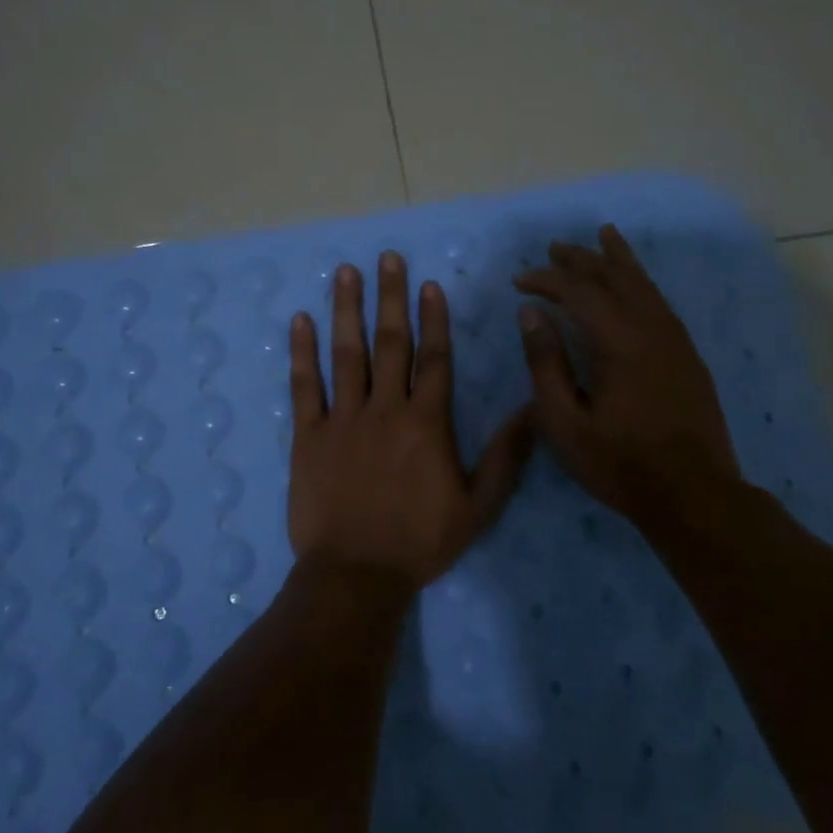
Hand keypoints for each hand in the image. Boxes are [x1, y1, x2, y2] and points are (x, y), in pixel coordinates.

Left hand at [288, 252, 533, 589]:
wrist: (356, 574)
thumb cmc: (420, 541)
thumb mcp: (478, 506)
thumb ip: (506, 455)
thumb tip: (532, 408)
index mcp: (426, 423)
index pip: (434, 358)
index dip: (433, 319)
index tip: (429, 284)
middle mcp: (385, 409)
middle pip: (390, 343)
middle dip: (391, 297)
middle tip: (387, 258)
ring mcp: (342, 419)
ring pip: (346, 354)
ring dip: (346, 310)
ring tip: (345, 272)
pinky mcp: (307, 436)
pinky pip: (304, 386)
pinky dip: (302, 352)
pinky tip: (300, 321)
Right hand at [514, 224, 742, 533]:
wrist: (694, 494)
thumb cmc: (619, 464)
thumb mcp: (565, 421)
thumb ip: (546, 363)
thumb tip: (530, 314)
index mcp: (620, 342)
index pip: (579, 292)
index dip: (546, 280)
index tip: (519, 281)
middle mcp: (652, 329)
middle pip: (616, 278)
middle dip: (582, 259)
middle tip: (554, 248)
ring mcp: (676, 341)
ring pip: (645, 285)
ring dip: (618, 260)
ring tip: (603, 237)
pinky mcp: (688, 356)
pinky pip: (660, 303)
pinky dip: (641, 283)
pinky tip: (635, 284)